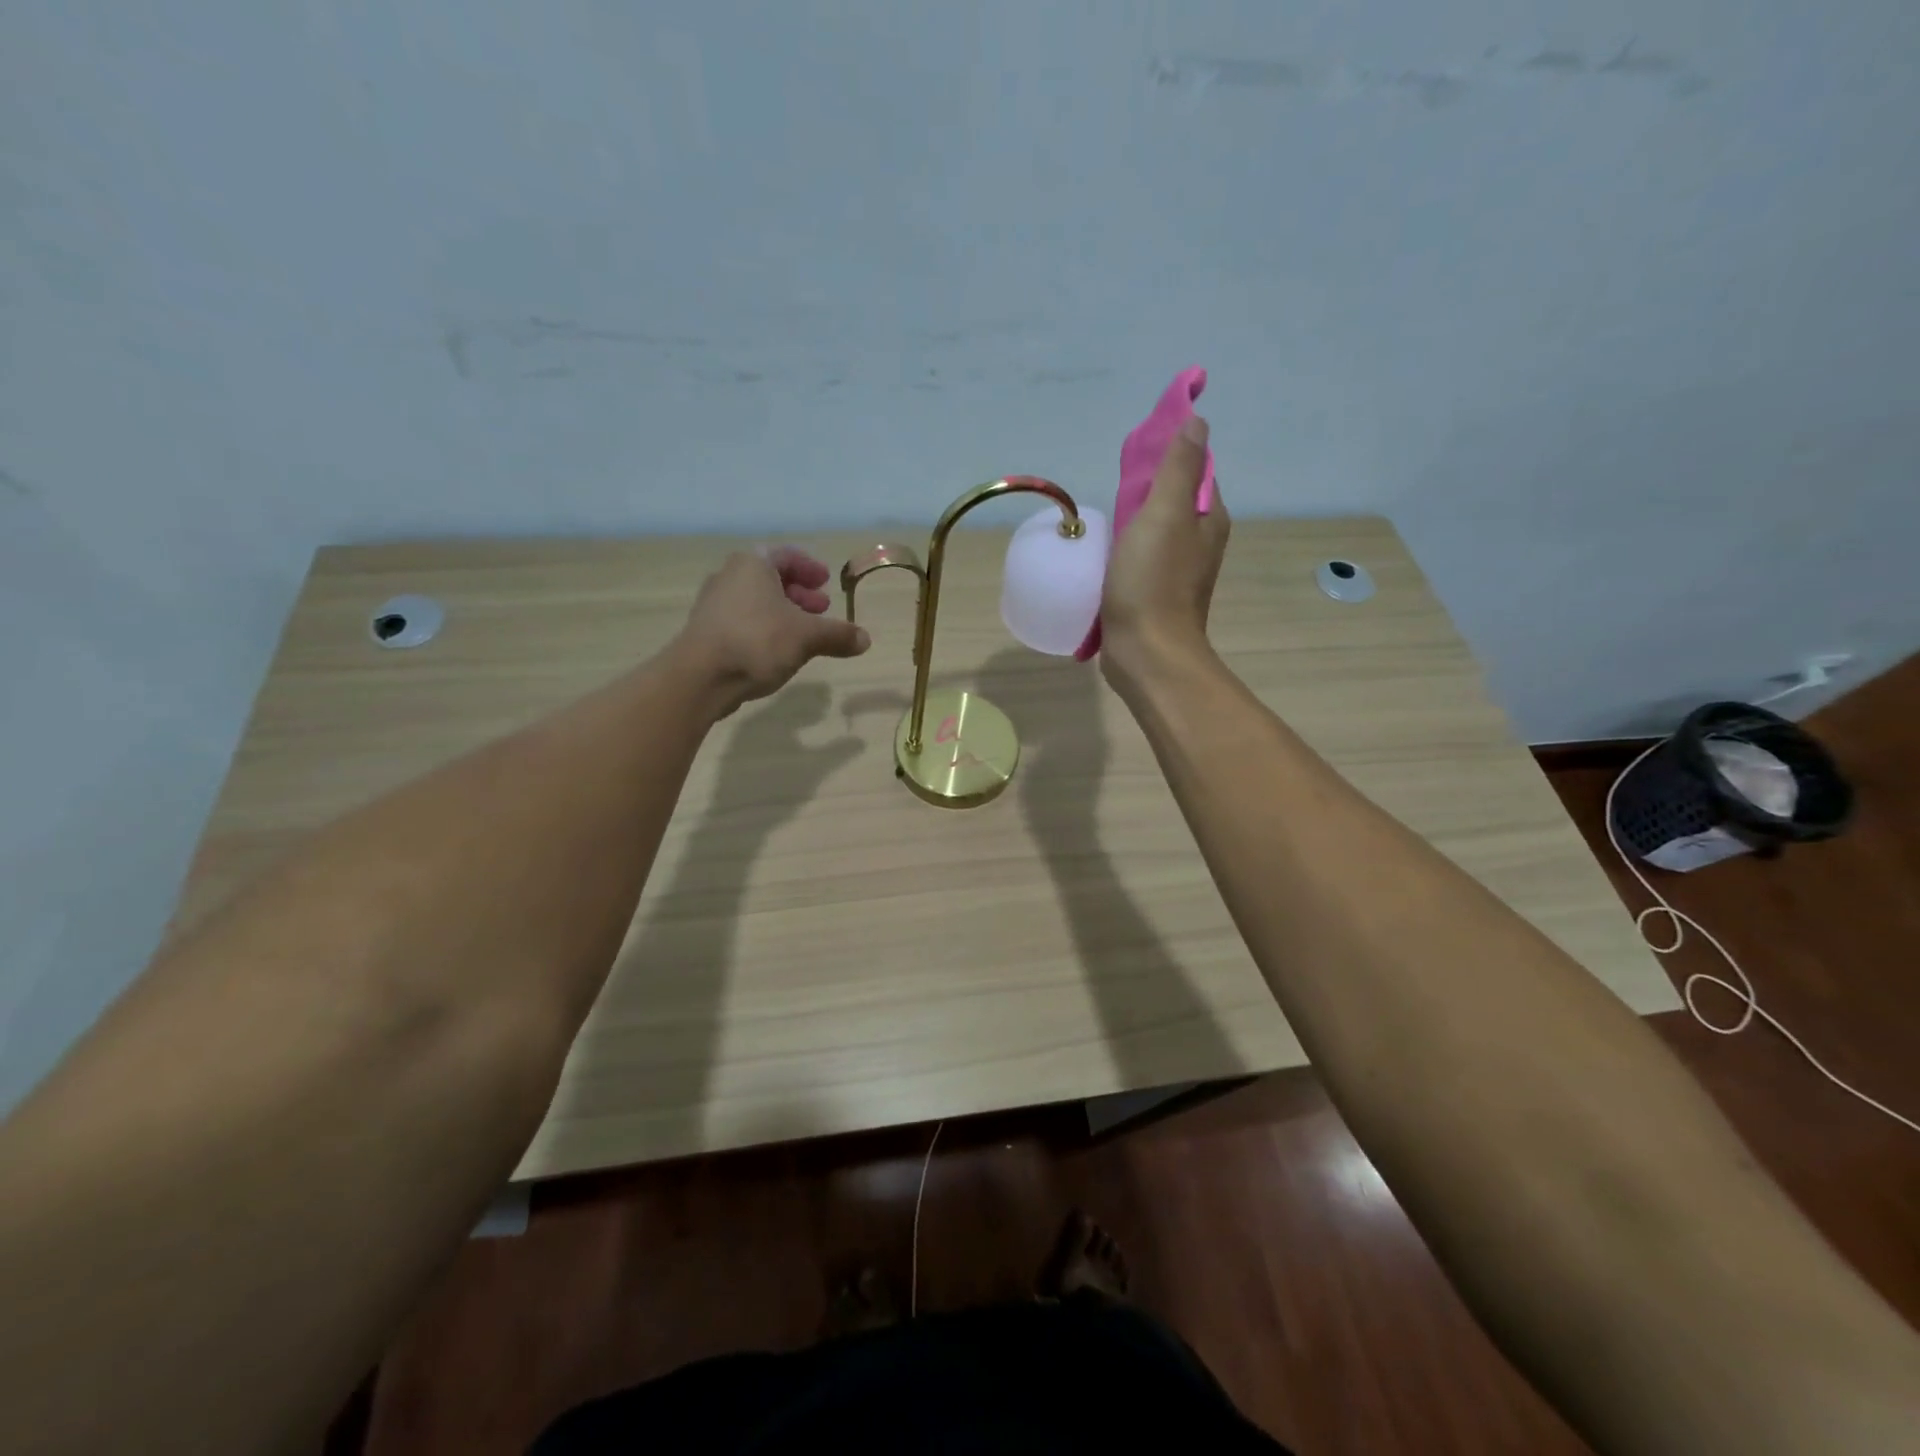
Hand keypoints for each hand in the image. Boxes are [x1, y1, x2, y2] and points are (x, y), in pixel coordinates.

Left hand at [674, 547, 870, 714]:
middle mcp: (730, 577)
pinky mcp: (707, 632)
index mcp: (753, 565)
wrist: (700, 677)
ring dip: (783, 613)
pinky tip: (779, 651)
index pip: (785, 555)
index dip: (809, 567)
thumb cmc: (757, 641)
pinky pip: (744, 621)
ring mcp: (714, 605)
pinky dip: (765, 628)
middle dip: (799, 593)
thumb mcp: (807, 637)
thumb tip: (865, 639)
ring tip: (804, 633)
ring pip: (756, 601)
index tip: (826, 581)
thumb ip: (837, 635)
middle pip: (770, 578)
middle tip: (821, 608)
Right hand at [1098, 415, 1229, 694]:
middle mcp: (1199, 542)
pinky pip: (1141, 558)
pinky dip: (1125, 548)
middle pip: (1173, 500)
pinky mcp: (1154, 593)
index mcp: (1209, 519)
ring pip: (1155, 530)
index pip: (1195, 470)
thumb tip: (1196, 420)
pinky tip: (1105, 551)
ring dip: (1134, 519)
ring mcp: (1177, 571)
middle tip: (1115, 485)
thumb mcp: (1165, 515)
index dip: (1169, 455)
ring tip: (1105, 516)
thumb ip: (1178, 467)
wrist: (1146, 653)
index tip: (1137, 452)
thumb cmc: (1154, 582)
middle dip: (1147, 488)